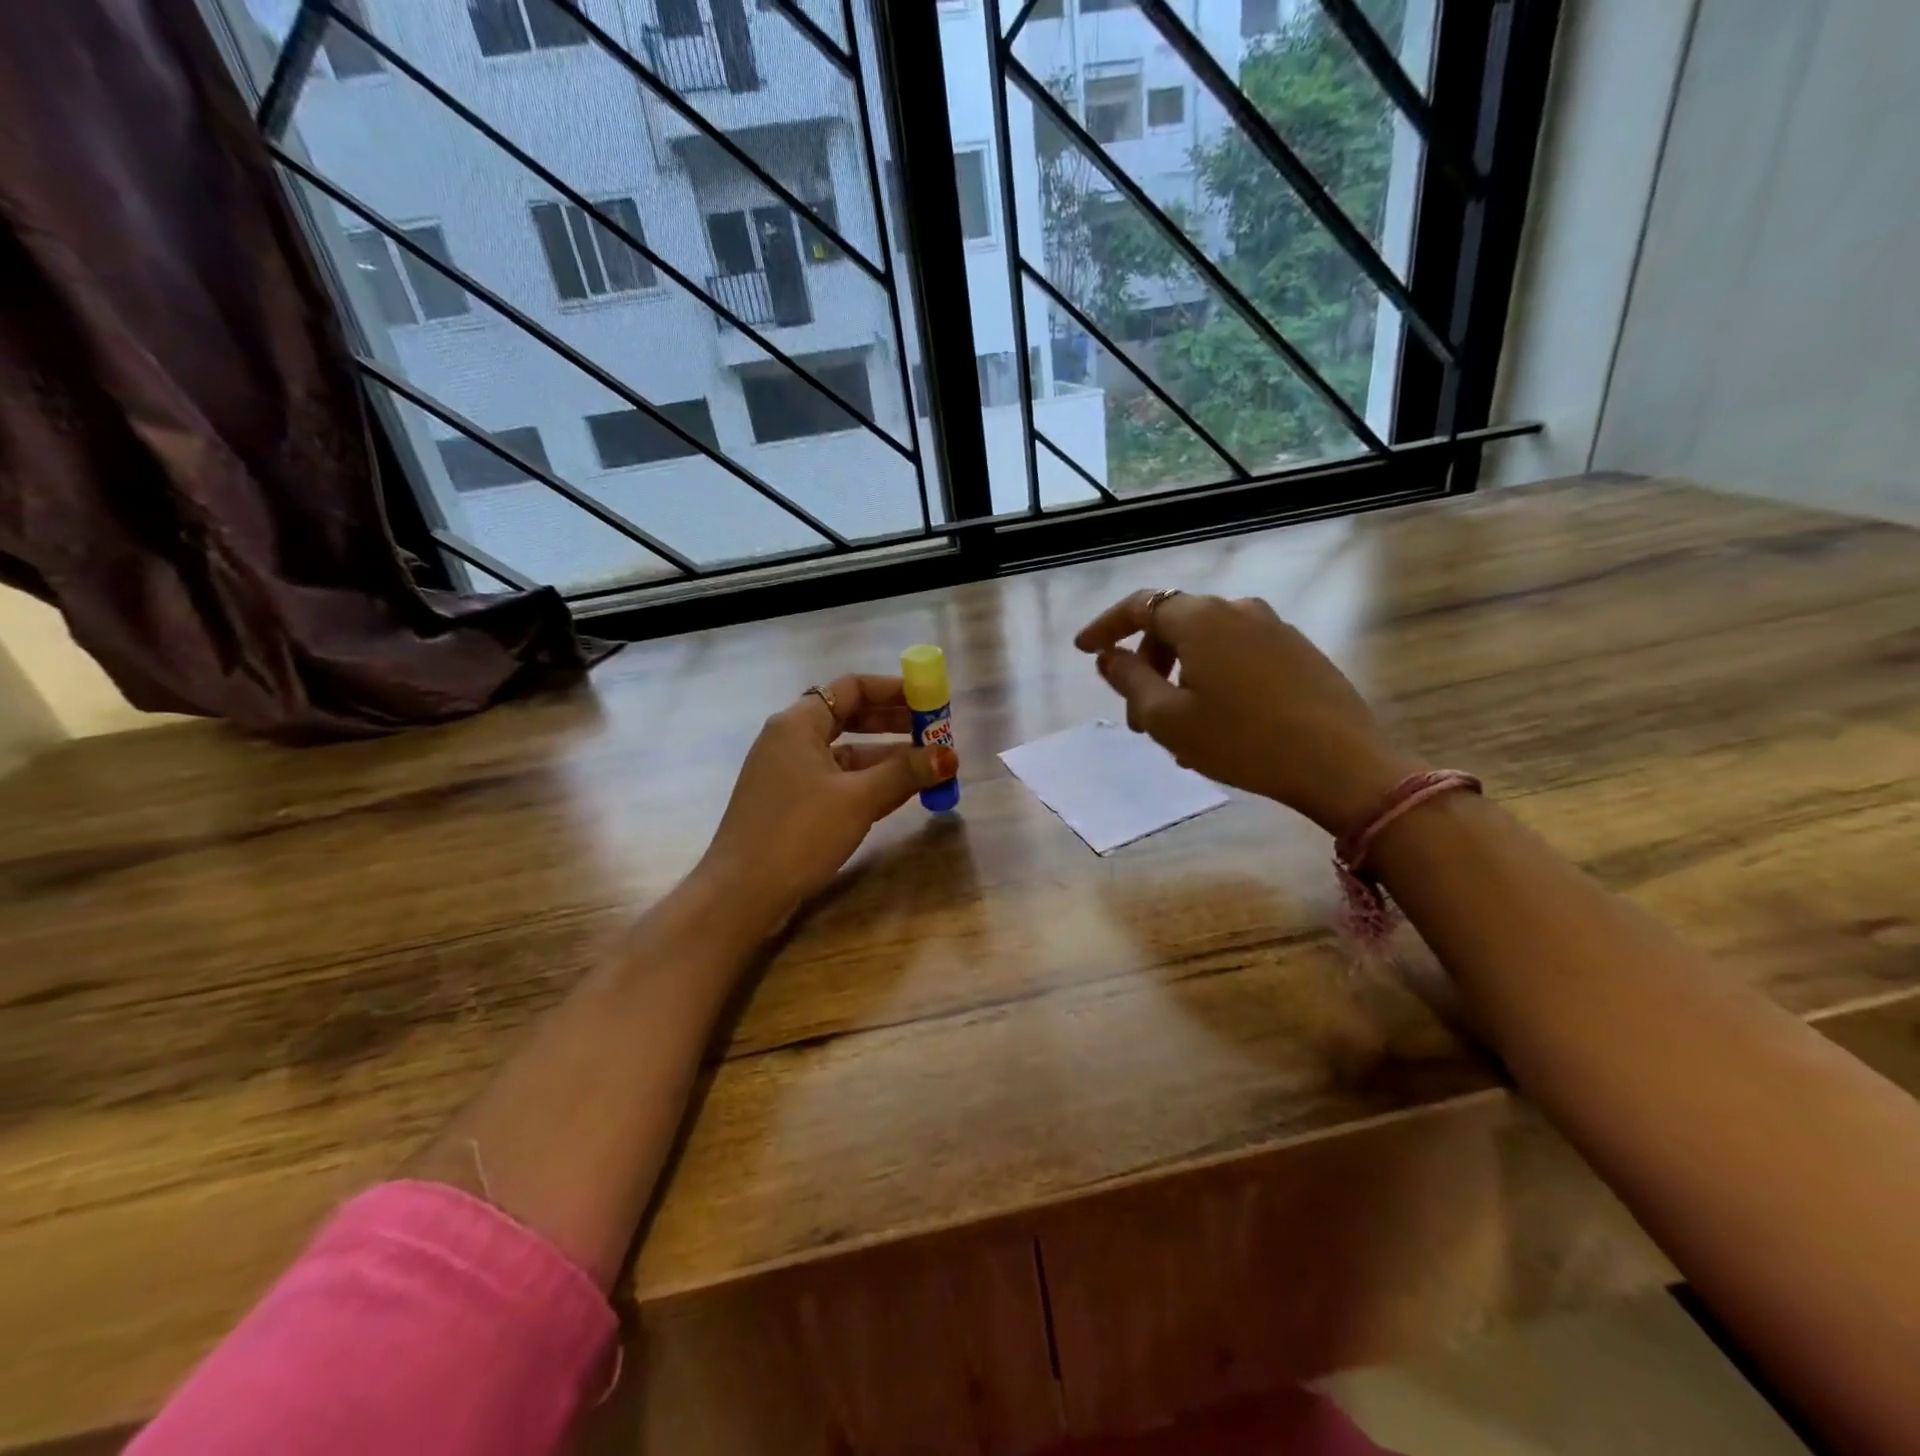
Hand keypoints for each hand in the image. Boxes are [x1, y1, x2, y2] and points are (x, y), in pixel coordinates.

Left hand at [697, 673, 958, 931]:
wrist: (741, 894)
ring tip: (931, 769)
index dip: (894, 691)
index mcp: (798, 724)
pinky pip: (838, 782)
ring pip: (847, 756)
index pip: (852, 688)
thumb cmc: (799, 832)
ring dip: (888, 760)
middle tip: (936, 735)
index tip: (929, 701)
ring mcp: (789, 774)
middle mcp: (791, 741)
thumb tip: (951, 756)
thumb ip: (906, 772)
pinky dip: (869, 784)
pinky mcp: (792, 805)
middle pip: (851, 719)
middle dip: (896, 726)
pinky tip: (903, 794)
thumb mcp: (858, 799)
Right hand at [1075, 590, 1422, 836]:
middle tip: (1137, 715)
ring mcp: (1274, 627)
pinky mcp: (1300, 651)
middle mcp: (1237, 609)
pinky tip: (1218, 722)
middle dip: (1147, 664)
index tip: (1084, 650)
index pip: (1139, 606)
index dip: (1105, 626)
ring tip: (1178, 729)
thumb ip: (1128, 680)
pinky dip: (1214, 679)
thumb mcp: (1167, 718)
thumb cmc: (1240, 740)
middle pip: (1174, 625)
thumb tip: (1108, 656)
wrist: (1340, 763)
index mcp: (1199, 618)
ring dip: (1181, 677)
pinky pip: (1239, 656)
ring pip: (1208, 644)